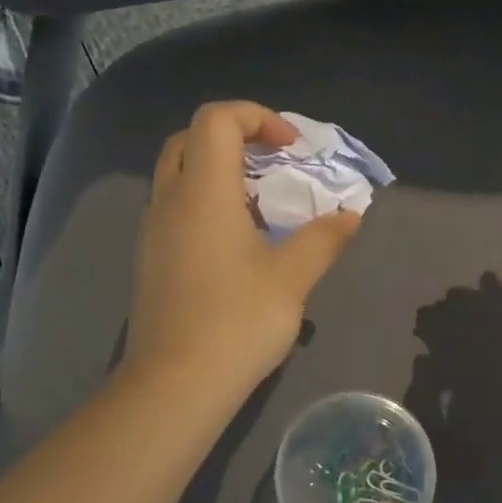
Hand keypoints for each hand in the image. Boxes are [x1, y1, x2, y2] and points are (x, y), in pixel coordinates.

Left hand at [127, 102, 360, 397]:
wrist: (175, 384)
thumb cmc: (237, 321)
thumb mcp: (292, 278)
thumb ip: (324, 239)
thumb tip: (350, 216)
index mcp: (203, 192)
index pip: (216, 119)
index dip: (257, 117)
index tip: (291, 150)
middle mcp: (170, 201)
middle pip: (190, 139)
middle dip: (234, 137)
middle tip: (272, 164)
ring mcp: (153, 231)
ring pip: (178, 173)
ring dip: (218, 171)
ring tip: (260, 203)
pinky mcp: (151, 259)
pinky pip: (175, 207)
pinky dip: (205, 202)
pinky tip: (236, 241)